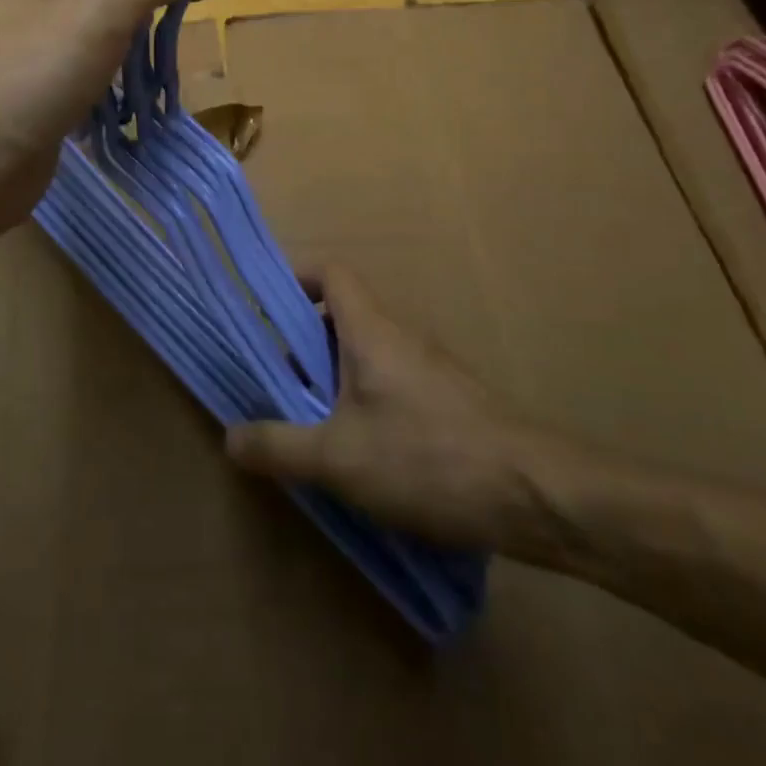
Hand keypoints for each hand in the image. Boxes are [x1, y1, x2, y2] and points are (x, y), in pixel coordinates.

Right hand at [227, 267, 571, 557]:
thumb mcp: (339, 459)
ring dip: (330, 377)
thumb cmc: (428, 457)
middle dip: (300, 342)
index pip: (330, 272)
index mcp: (370, 328)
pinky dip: (361, 401)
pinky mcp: (446, 401)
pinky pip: (388, 382)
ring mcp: (427, 367)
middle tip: (271, 380)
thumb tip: (230, 437)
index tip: (262, 308)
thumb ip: (279, 446)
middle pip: (340, 315)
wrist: (535, 493)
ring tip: (303, 421)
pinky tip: (356, 453)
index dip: (294, 278)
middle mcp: (399, 335)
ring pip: (364, 353)